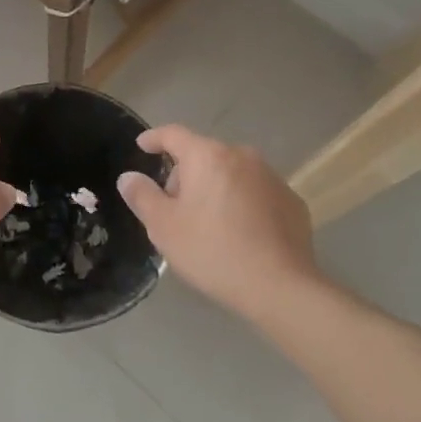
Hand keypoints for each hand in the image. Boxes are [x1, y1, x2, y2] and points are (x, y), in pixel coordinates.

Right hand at [116, 125, 321, 317]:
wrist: (280, 286)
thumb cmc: (212, 251)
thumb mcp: (164, 226)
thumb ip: (142, 196)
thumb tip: (129, 177)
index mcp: (207, 157)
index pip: (173, 134)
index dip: (154, 138)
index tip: (143, 146)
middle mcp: (242, 157)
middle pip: (203, 155)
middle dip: (185, 174)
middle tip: (174, 208)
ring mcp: (272, 178)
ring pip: (231, 173)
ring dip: (215, 188)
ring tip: (207, 223)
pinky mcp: (292, 201)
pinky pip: (255, 192)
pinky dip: (241, 202)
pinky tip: (239, 233)